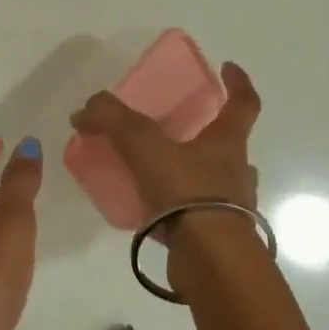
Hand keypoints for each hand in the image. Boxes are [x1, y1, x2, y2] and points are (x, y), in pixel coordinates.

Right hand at [69, 61, 261, 221]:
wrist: (211, 262)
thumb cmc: (187, 193)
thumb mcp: (144, 145)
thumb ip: (113, 120)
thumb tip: (85, 109)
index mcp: (227, 142)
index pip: (243, 103)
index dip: (238, 82)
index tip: (228, 67)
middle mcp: (236, 171)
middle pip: (229, 144)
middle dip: (207, 132)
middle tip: (176, 128)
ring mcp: (231, 207)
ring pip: (215, 181)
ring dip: (193, 172)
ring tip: (158, 171)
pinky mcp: (216, 237)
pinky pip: (197, 213)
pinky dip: (178, 206)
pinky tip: (152, 209)